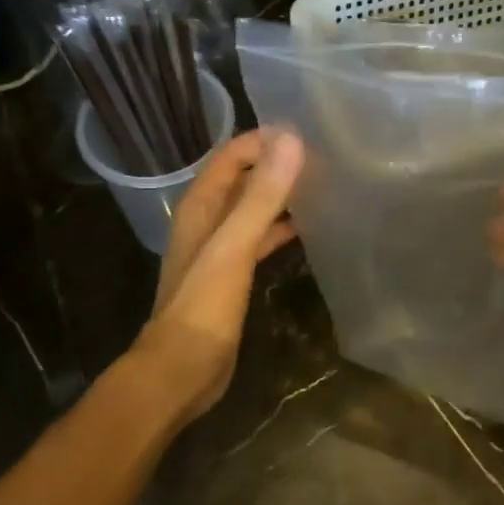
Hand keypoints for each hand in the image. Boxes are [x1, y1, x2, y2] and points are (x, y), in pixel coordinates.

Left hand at [130, 130, 303, 425]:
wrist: (181, 370)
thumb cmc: (204, 306)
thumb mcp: (234, 246)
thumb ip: (262, 196)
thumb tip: (291, 141)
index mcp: (200, 207)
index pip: (231, 156)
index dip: (263, 141)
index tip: (306, 134)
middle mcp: (207, 221)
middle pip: (242, 179)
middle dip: (275, 165)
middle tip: (322, 158)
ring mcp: (219, 250)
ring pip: (251, 209)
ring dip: (279, 196)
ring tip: (321, 186)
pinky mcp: (231, 276)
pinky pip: (258, 239)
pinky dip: (278, 229)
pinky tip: (306, 230)